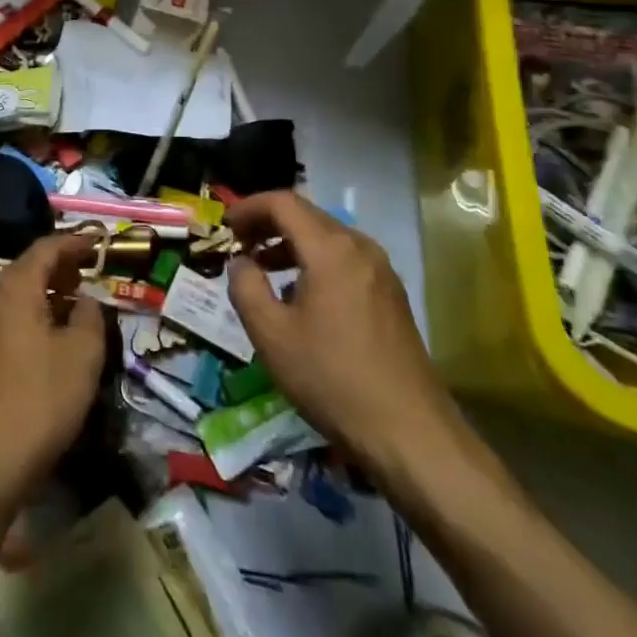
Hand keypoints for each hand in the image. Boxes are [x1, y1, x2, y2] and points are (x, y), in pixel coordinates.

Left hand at [0, 233, 106, 501]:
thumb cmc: (40, 399)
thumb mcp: (82, 354)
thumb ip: (89, 315)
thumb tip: (84, 300)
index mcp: (14, 287)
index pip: (46, 248)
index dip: (74, 243)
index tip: (97, 244)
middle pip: (27, 270)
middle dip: (59, 270)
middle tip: (87, 276)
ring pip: (14, 298)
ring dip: (44, 296)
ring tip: (73, 308)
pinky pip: (5, 322)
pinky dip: (29, 319)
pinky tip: (47, 342)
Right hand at [225, 190, 466, 485]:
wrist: (410, 434)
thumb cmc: (332, 379)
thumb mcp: (271, 335)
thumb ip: (245, 287)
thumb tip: (240, 262)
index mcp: (330, 249)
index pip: (283, 203)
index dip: (249, 208)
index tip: (225, 228)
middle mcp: (359, 247)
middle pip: (306, 215)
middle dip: (267, 224)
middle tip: (238, 245)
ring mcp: (380, 270)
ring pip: (326, 238)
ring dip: (289, 244)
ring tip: (262, 270)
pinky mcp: (390, 295)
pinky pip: (344, 260)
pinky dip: (314, 262)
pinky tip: (299, 297)